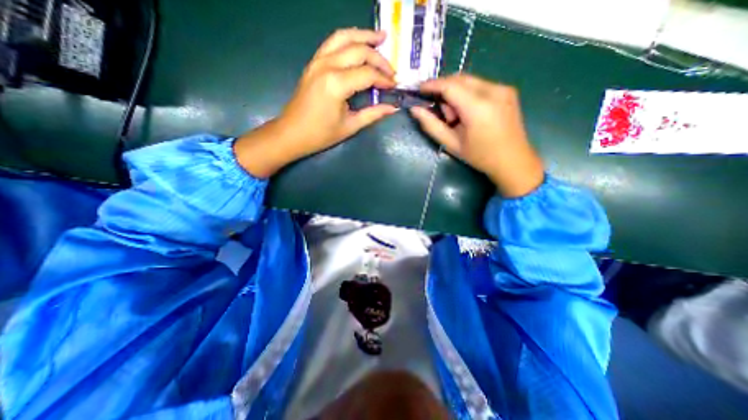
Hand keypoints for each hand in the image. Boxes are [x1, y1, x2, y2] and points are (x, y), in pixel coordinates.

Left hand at [234, 28, 397, 175]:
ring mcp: (318, 61)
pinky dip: (348, 39)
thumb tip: (392, 108)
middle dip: (379, 59)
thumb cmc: (321, 134)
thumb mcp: (350, 126)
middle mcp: (327, 66)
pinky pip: (332, 42)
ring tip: (380, 38)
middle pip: (359, 51)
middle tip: (391, 70)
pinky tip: (358, 43)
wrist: (292, 133)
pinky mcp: (313, 63)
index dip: (384, 79)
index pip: (368, 74)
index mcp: (336, 84)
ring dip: (364, 36)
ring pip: (344, 37)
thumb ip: (373, 114)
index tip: (394, 86)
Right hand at [409, 73, 543, 197]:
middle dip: (443, 89)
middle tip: (438, 110)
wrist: (513, 161)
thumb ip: (432, 125)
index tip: (419, 89)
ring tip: (456, 117)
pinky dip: (468, 94)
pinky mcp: (507, 90)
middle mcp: (493, 91)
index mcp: (478, 107)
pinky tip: (468, 113)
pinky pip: (480, 85)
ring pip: (470, 80)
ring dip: (456, 93)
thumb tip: (415, 110)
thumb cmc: (480, 157)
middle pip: (460, 78)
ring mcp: (503, 88)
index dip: (432, 85)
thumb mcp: (452, 144)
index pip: (450, 86)